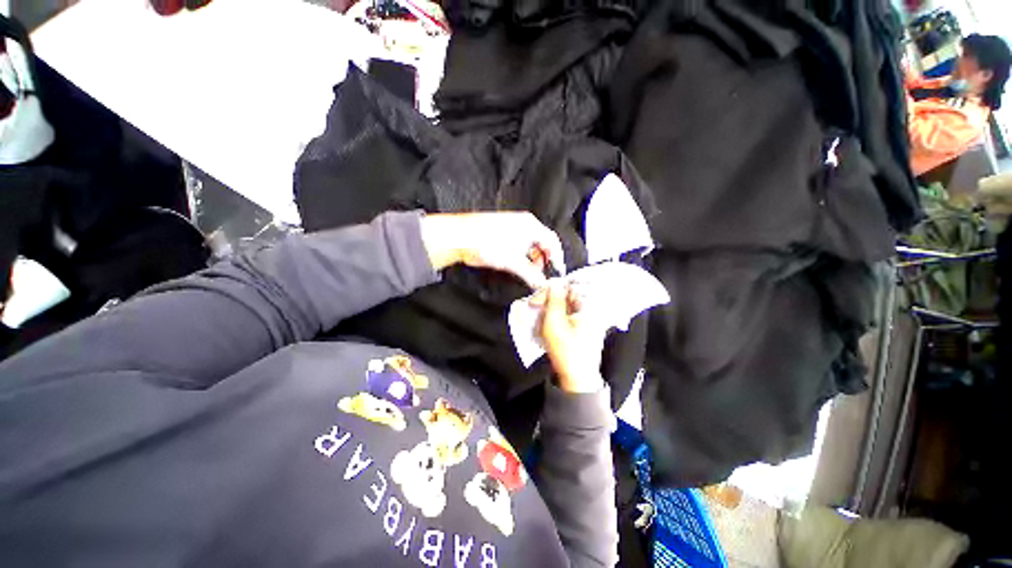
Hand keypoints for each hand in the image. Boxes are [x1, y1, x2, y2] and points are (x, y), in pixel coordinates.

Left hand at [420, 212, 565, 288]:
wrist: (460, 237)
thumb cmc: (487, 243)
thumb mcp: (514, 263)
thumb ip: (531, 275)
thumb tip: (541, 284)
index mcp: (531, 225)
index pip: (552, 241)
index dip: (557, 257)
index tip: (556, 271)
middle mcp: (523, 222)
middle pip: (542, 242)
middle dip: (543, 259)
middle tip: (540, 273)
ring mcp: (512, 225)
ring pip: (530, 243)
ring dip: (532, 258)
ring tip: (528, 271)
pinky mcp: (502, 230)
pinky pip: (519, 242)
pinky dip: (522, 254)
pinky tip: (516, 263)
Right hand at [534, 282, 606, 392]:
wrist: (576, 379)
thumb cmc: (565, 351)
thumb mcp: (554, 322)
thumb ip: (553, 299)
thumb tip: (553, 282)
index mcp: (589, 306)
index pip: (567, 287)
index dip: (549, 291)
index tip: (535, 300)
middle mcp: (591, 310)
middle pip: (566, 297)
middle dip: (548, 303)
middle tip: (534, 310)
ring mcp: (588, 320)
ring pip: (565, 307)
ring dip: (550, 312)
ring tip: (540, 322)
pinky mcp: (583, 328)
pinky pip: (567, 316)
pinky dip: (556, 319)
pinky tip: (547, 328)